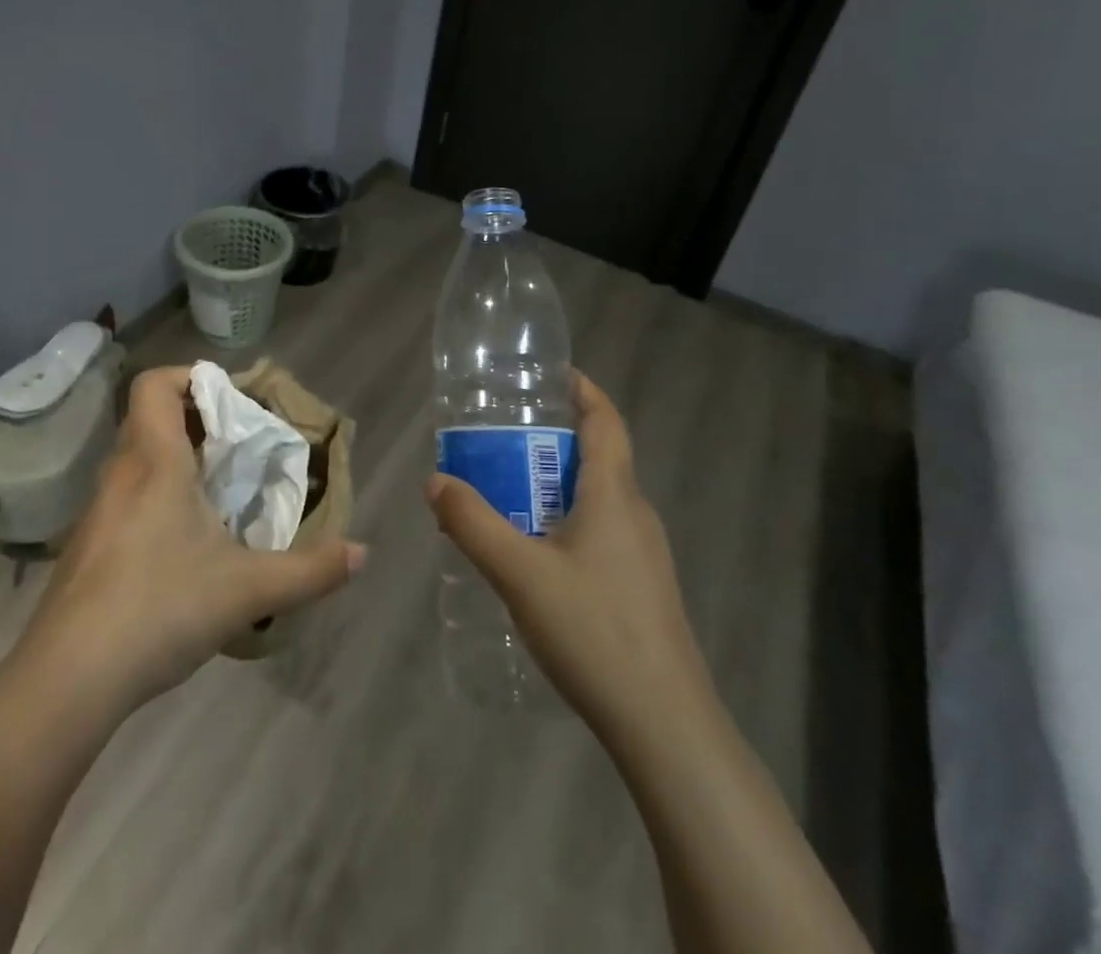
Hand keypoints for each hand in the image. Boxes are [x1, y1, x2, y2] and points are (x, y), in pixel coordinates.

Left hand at [11, 365, 364, 718]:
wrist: (67, 679)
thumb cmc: (159, 608)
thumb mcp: (247, 590)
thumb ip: (310, 571)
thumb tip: (362, 554)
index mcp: (154, 461)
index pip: (155, 385)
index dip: (190, 376)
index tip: (230, 399)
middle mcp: (120, 474)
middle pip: (150, 418)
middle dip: (195, 421)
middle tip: (238, 447)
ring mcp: (97, 512)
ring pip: (137, 461)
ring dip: (176, 461)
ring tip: (218, 493)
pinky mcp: (86, 548)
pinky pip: (126, 498)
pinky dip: (156, 498)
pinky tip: (183, 545)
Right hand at [426, 372, 707, 747]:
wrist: (665, 724)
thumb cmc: (593, 630)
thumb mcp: (520, 573)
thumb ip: (473, 524)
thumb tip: (436, 482)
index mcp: (613, 495)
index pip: (606, 421)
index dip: (583, 390)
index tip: (551, 375)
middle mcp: (635, 514)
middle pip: (598, 457)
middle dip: (553, 439)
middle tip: (504, 438)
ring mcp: (644, 554)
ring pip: (598, 498)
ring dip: (557, 483)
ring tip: (509, 491)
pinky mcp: (642, 587)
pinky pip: (601, 531)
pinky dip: (567, 520)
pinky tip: (536, 553)